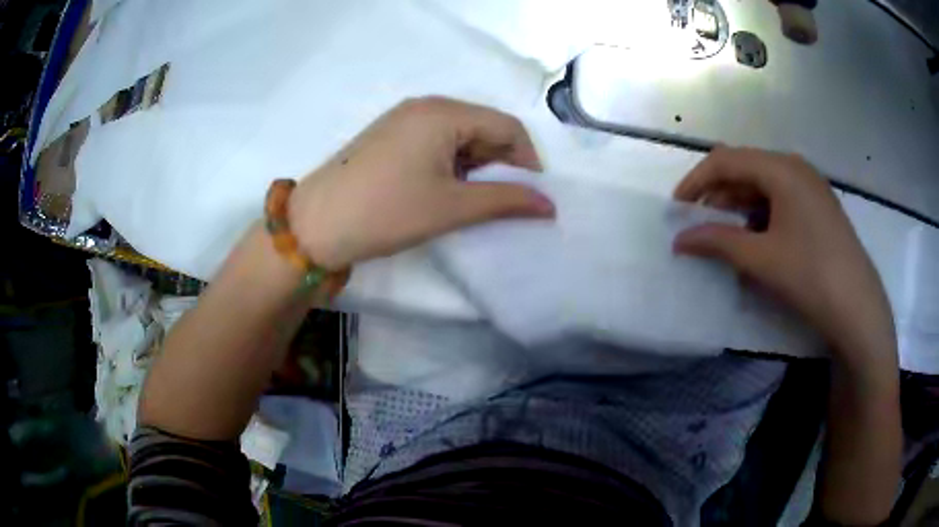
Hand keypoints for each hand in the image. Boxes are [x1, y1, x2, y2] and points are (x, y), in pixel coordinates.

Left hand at [288, 97, 554, 269]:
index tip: (532, 193)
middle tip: (504, 199)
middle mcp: (425, 106)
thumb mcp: (452, 207)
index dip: (527, 158)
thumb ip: (506, 201)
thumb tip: (549, 206)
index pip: (506, 125)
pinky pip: (435, 140)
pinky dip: (451, 162)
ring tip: (472, 198)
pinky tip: (444, 187)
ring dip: (476, 163)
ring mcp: (403, 118)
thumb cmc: (387, 211)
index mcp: (443, 112)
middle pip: (482, 126)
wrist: (316, 224)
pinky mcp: (389, 135)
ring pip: (459, 134)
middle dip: (501, 161)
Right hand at [673, 147, 895, 365]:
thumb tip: (680, 239)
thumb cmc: (809, 275)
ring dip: (738, 207)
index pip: (726, 160)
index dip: (696, 181)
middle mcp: (795, 167)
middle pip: (745, 169)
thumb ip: (717, 242)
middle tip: (699, 226)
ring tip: (725, 236)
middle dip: (717, 195)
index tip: (677, 208)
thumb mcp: (760, 258)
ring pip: (763, 185)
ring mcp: (810, 186)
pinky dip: (760, 215)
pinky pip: (780, 199)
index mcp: (781, 168)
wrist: (857, 307)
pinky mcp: (818, 206)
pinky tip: (756, 240)